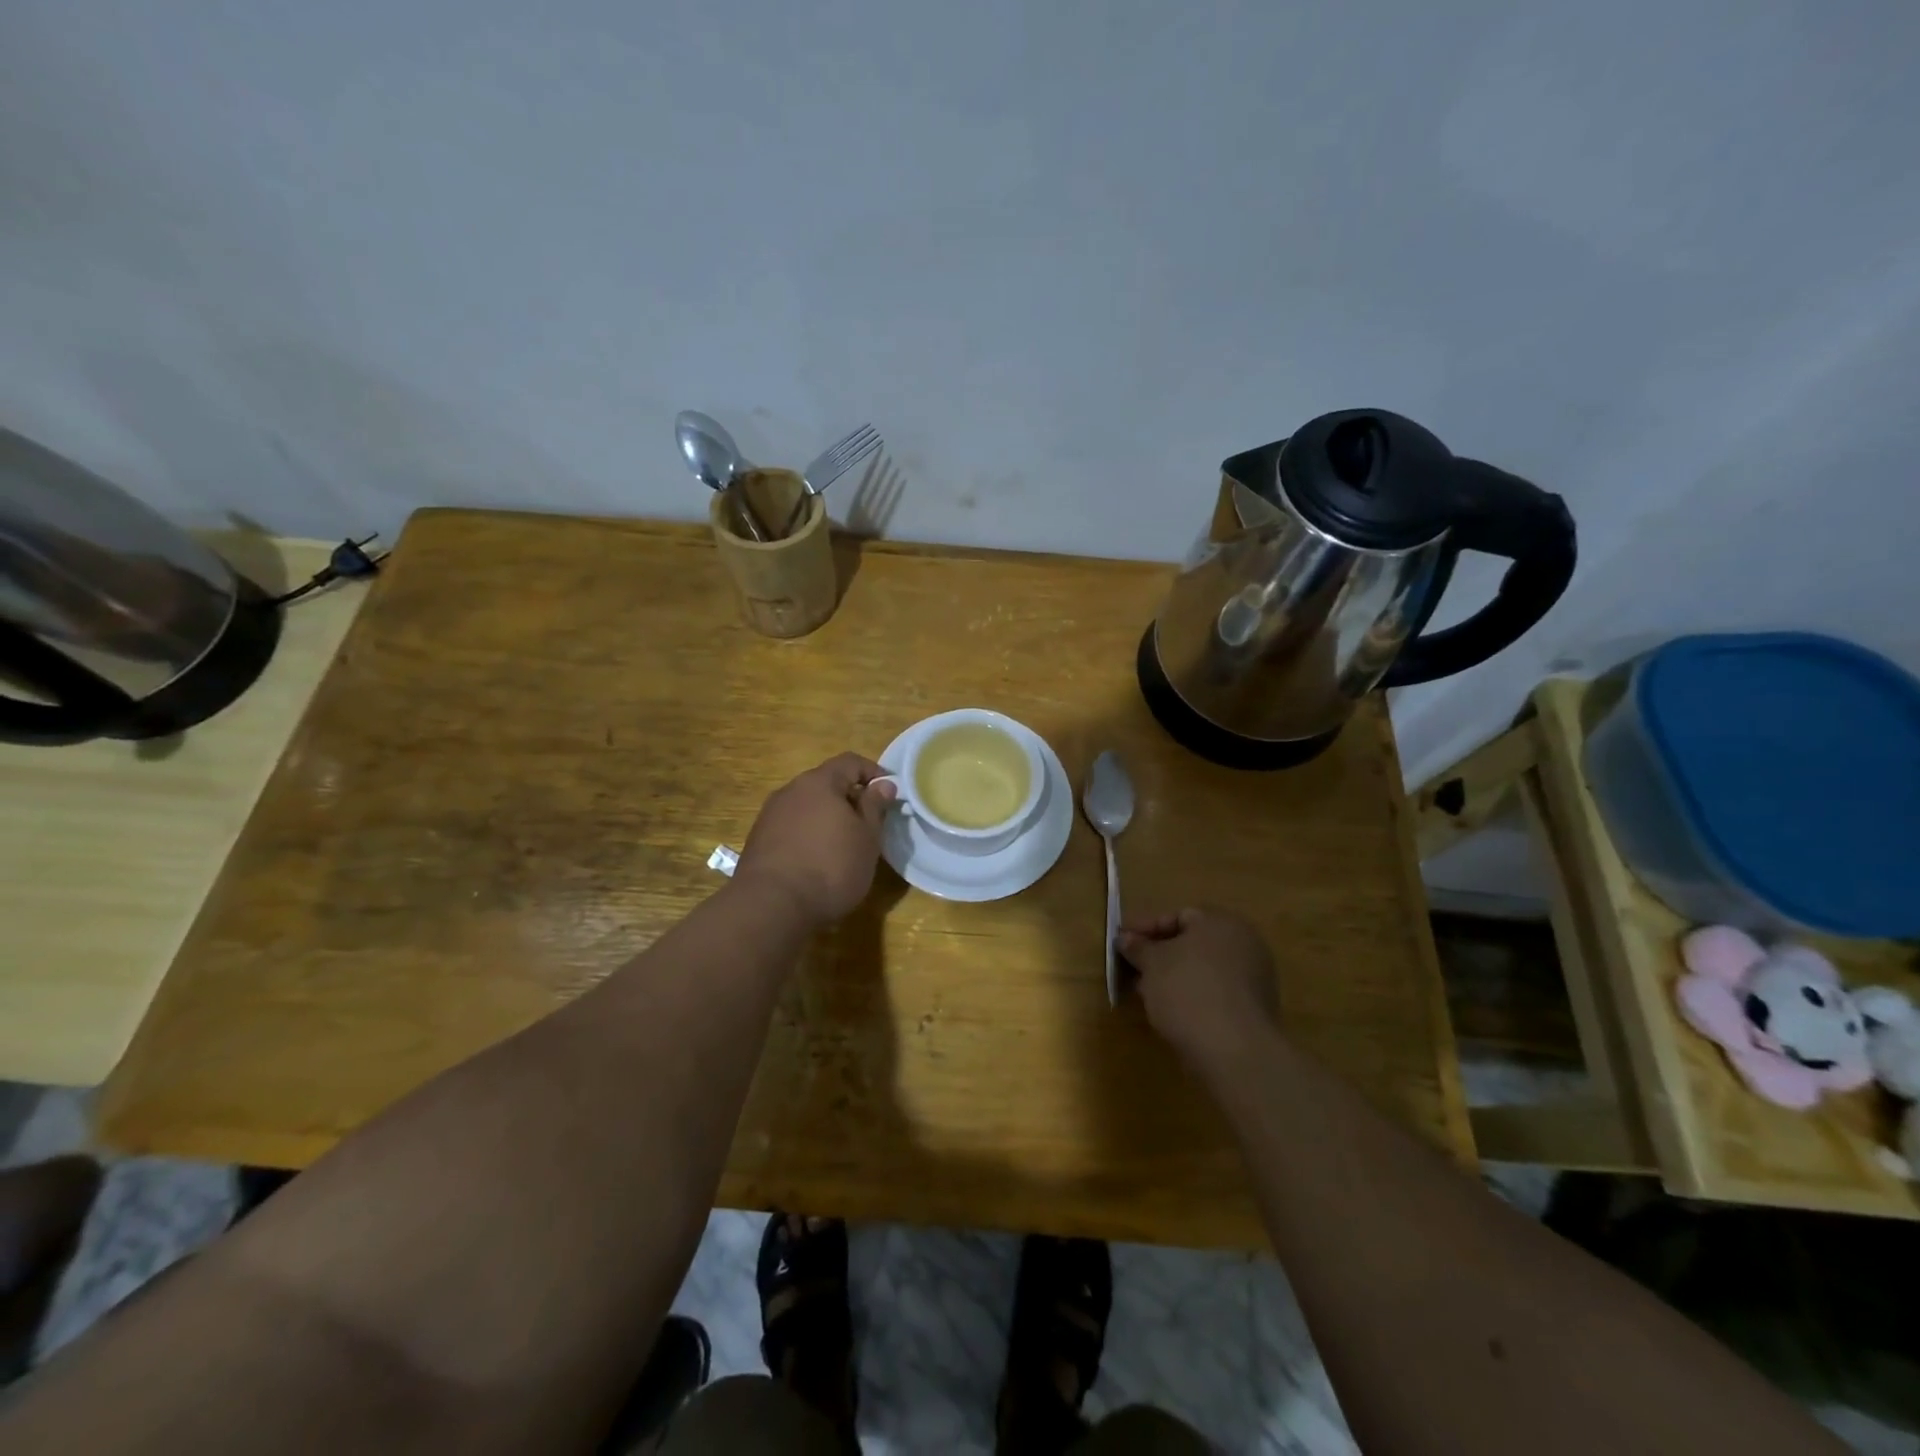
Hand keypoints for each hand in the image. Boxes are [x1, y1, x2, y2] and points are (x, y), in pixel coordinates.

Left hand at [737, 753, 896, 924]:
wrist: (771, 906)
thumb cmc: (830, 867)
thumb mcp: (867, 839)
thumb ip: (875, 807)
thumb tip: (883, 784)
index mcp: (819, 782)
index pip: (850, 761)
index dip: (873, 772)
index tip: (890, 792)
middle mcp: (790, 790)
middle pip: (825, 783)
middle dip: (849, 797)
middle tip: (869, 823)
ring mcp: (770, 815)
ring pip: (807, 806)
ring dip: (827, 817)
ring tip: (843, 844)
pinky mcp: (758, 840)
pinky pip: (791, 826)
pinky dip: (808, 834)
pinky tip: (816, 860)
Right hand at [1119, 908, 1279, 1072]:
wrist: (1233, 1051)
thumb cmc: (1188, 990)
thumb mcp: (1152, 963)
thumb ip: (1137, 947)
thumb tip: (1125, 938)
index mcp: (1222, 923)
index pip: (1178, 916)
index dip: (1145, 928)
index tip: (1121, 943)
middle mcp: (1244, 944)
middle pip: (1192, 944)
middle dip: (1158, 955)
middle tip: (1131, 968)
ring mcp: (1253, 979)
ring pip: (1202, 971)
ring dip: (1172, 978)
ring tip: (1145, 993)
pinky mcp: (1253, 1011)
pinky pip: (1214, 994)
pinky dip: (1191, 997)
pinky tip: (1169, 1012)